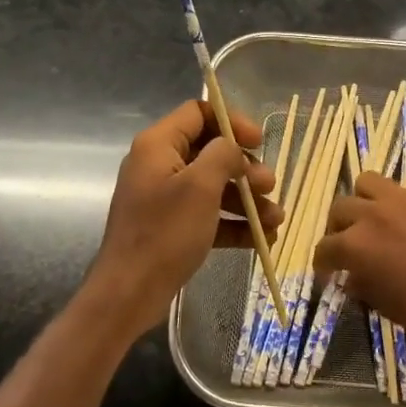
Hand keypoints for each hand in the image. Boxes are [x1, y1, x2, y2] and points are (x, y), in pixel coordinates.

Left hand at [87, 99, 282, 338]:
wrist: (129, 294)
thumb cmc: (165, 233)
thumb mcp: (200, 187)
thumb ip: (222, 155)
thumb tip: (233, 149)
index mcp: (158, 145)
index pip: (198, 113)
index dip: (231, 122)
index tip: (259, 142)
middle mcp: (159, 165)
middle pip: (210, 152)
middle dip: (245, 169)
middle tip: (269, 186)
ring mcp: (165, 198)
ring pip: (213, 187)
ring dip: (247, 200)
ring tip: (276, 220)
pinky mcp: (171, 227)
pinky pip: (208, 216)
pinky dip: (233, 224)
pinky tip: (262, 240)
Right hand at [314, 175, 405, 354]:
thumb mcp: (386, 306)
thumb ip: (363, 284)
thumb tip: (353, 275)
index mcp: (358, 245)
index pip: (326, 246)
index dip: (323, 260)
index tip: (328, 268)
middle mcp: (375, 214)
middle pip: (341, 206)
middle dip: (339, 225)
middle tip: (349, 240)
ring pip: (370, 182)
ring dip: (367, 200)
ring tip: (379, 217)